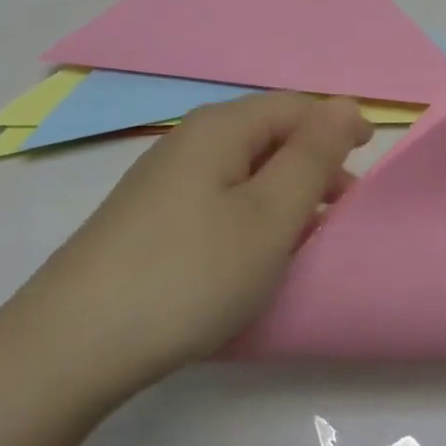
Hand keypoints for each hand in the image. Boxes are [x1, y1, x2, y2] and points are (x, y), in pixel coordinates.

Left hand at [32, 93, 372, 384]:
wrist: (76, 341)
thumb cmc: (191, 272)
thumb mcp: (268, 214)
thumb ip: (312, 156)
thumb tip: (345, 105)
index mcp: (219, 128)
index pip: (293, 107)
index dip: (335, 127)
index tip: (370, 165)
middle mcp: (187, 141)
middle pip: (266, 135)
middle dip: (312, 164)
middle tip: (344, 211)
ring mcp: (161, 180)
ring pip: (240, 170)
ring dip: (281, 194)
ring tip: (306, 237)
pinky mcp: (146, 219)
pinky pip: (214, 199)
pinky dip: (247, 216)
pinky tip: (251, 255)